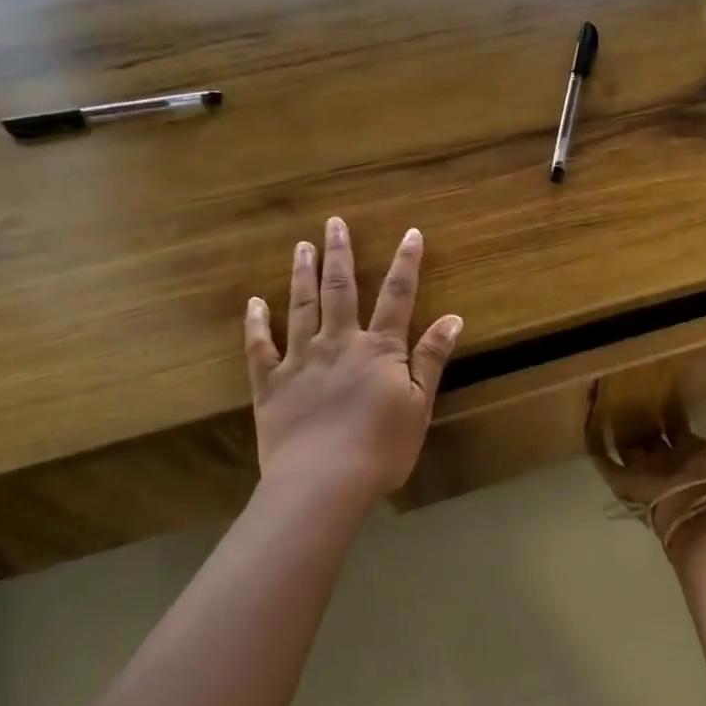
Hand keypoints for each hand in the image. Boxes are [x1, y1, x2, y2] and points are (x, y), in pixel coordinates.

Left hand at [245, 217, 462, 504]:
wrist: (322, 482)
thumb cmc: (381, 448)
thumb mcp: (419, 405)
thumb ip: (431, 359)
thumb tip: (452, 318)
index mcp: (378, 349)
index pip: (397, 297)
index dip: (406, 264)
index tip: (411, 233)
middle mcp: (338, 343)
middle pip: (340, 290)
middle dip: (340, 254)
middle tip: (333, 223)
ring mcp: (300, 360)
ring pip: (301, 308)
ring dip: (302, 275)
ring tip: (302, 247)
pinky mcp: (270, 383)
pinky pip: (259, 348)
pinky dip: (256, 324)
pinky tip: (253, 303)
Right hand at [588, 376, 705, 541]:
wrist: (701, 505)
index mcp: (694, 452)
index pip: (680, 429)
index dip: (674, 411)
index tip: (664, 387)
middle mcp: (667, 461)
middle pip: (651, 438)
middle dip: (643, 419)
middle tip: (630, 391)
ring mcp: (644, 471)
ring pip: (627, 447)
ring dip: (618, 429)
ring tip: (604, 403)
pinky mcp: (624, 480)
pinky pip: (604, 460)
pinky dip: (595, 444)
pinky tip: (586, 424)